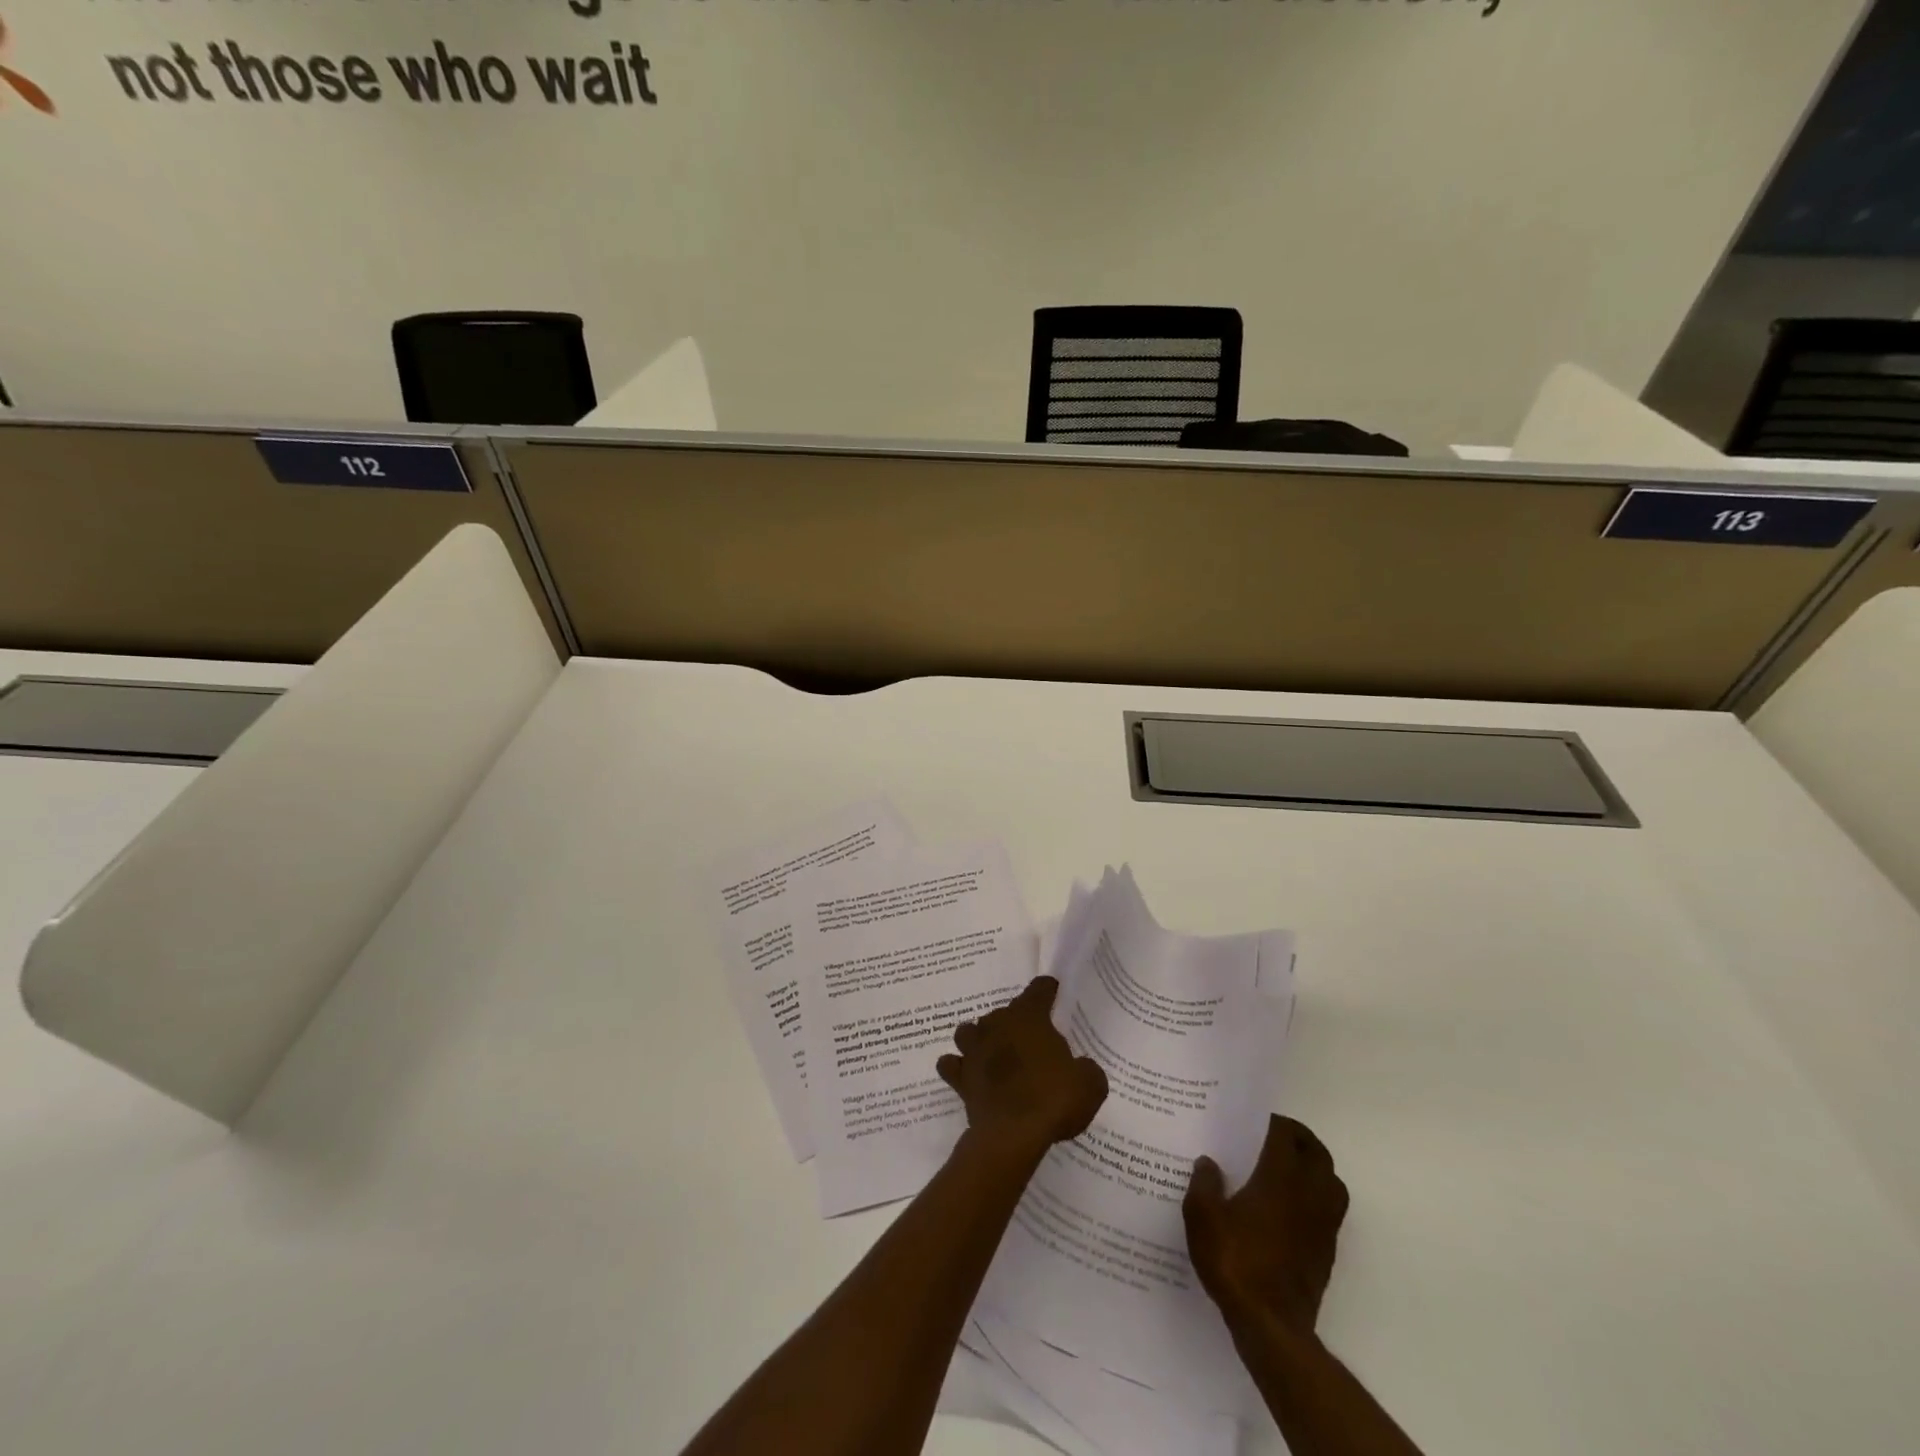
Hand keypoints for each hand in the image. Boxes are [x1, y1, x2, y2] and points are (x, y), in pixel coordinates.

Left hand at [936, 977, 1107, 1160]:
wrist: (1014, 1135)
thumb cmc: (1054, 1100)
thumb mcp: (1090, 1084)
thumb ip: (1086, 1069)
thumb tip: (1081, 1069)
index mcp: (1029, 1017)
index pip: (1038, 990)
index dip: (1047, 989)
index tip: (1052, 991)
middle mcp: (997, 1025)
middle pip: (1004, 1012)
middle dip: (1016, 1022)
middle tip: (1031, 1041)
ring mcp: (974, 1050)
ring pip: (970, 1031)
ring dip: (980, 1038)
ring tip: (993, 1052)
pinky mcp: (960, 1078)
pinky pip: (951, 1065)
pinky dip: (958, 1067)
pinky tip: (968, 1074)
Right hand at [1184, 1115, 1348, 1335]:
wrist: (1271, 1326)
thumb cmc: (1235, 1262)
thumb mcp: (1202, 1218)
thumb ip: (1204, 1184)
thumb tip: (1209, 1162)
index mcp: (1279, 1178)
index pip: (1285, 1134)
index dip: (1273, 1121)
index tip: (1254, 1119)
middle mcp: (1308, 1194)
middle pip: (1317, 1153)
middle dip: (1300, 1138)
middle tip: (1275, 1135)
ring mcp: (1322, 1225)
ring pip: (1332, 1182)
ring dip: (1316, 1167)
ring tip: (1288, 1168)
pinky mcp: (1327, 1251)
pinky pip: (1331, 1210)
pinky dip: (1318, 1197)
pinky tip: (1291, 1208)